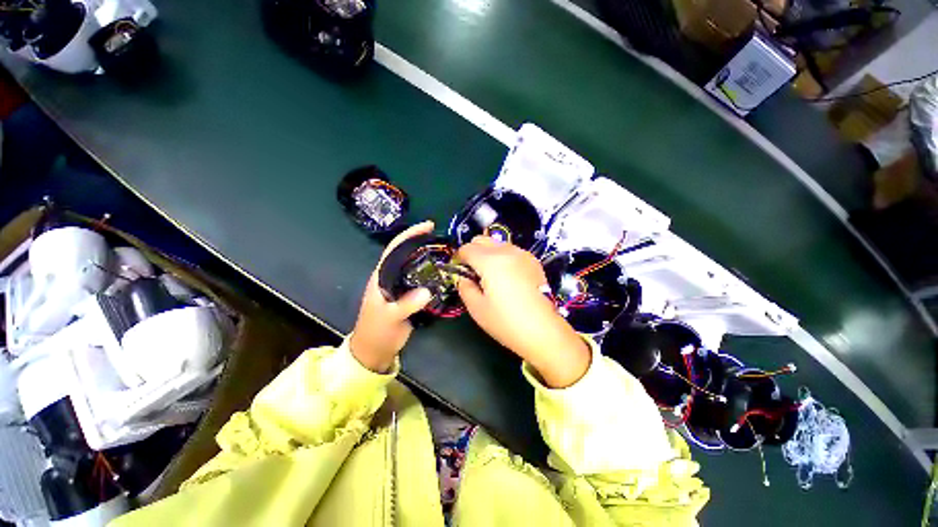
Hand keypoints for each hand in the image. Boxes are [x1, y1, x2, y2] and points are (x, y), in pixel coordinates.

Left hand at [350, 222, 434, 372]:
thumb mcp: (388, 318)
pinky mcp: (410, 295)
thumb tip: (427, 292)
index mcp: (381, 276)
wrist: (375, 350)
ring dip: (429, 257)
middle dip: (423, 242)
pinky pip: (423, 279)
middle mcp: (391, 276)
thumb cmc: (376, 332)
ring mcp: (402, 286)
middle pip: (407, 253)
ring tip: (447, 251)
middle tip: (443, 238)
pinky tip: (444, 272)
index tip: (428, 226)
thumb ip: (405, 305)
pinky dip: (433, 273)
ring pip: (416, 265)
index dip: (410, 235)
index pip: (395, 248)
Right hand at [456, 237, 590, 387]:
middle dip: (472, 251)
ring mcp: (522, 254)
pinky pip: (511, 250)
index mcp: (490, 261)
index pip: (467, 248)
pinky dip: (503, 256)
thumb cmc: (506, 322)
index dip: (458, 258)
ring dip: (488, 253)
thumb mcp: (476, 308)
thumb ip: (464, 287)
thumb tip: (463, 277)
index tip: (458, 270)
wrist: (543, 330)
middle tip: (472, 271)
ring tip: (490, 274)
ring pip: (497, 243)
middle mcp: (507, 251)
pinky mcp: (533, 261)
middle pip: (482, 240)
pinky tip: (507, 276)